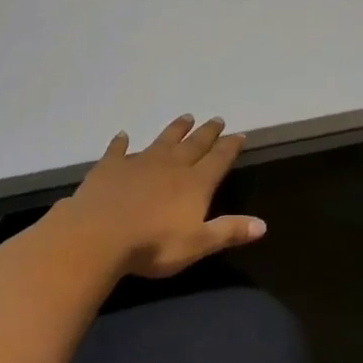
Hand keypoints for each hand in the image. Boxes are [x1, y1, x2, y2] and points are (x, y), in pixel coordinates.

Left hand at [60, 116, 265, 279]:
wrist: (100, 234)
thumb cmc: (154, 244)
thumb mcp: (198, 243)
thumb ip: (229, 231)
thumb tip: (263, 225)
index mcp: (194, 184)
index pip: (218, 160)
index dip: (229, 147)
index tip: (238, 134)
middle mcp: (170, 166)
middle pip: (193, 144)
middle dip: (207, 133)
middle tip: (216, 119)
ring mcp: (139, 162)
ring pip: (162, 140)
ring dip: (175, 129)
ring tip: (186, 117)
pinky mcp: (110, 166)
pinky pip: (118, 150)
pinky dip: (121, 142)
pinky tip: (122, 135)